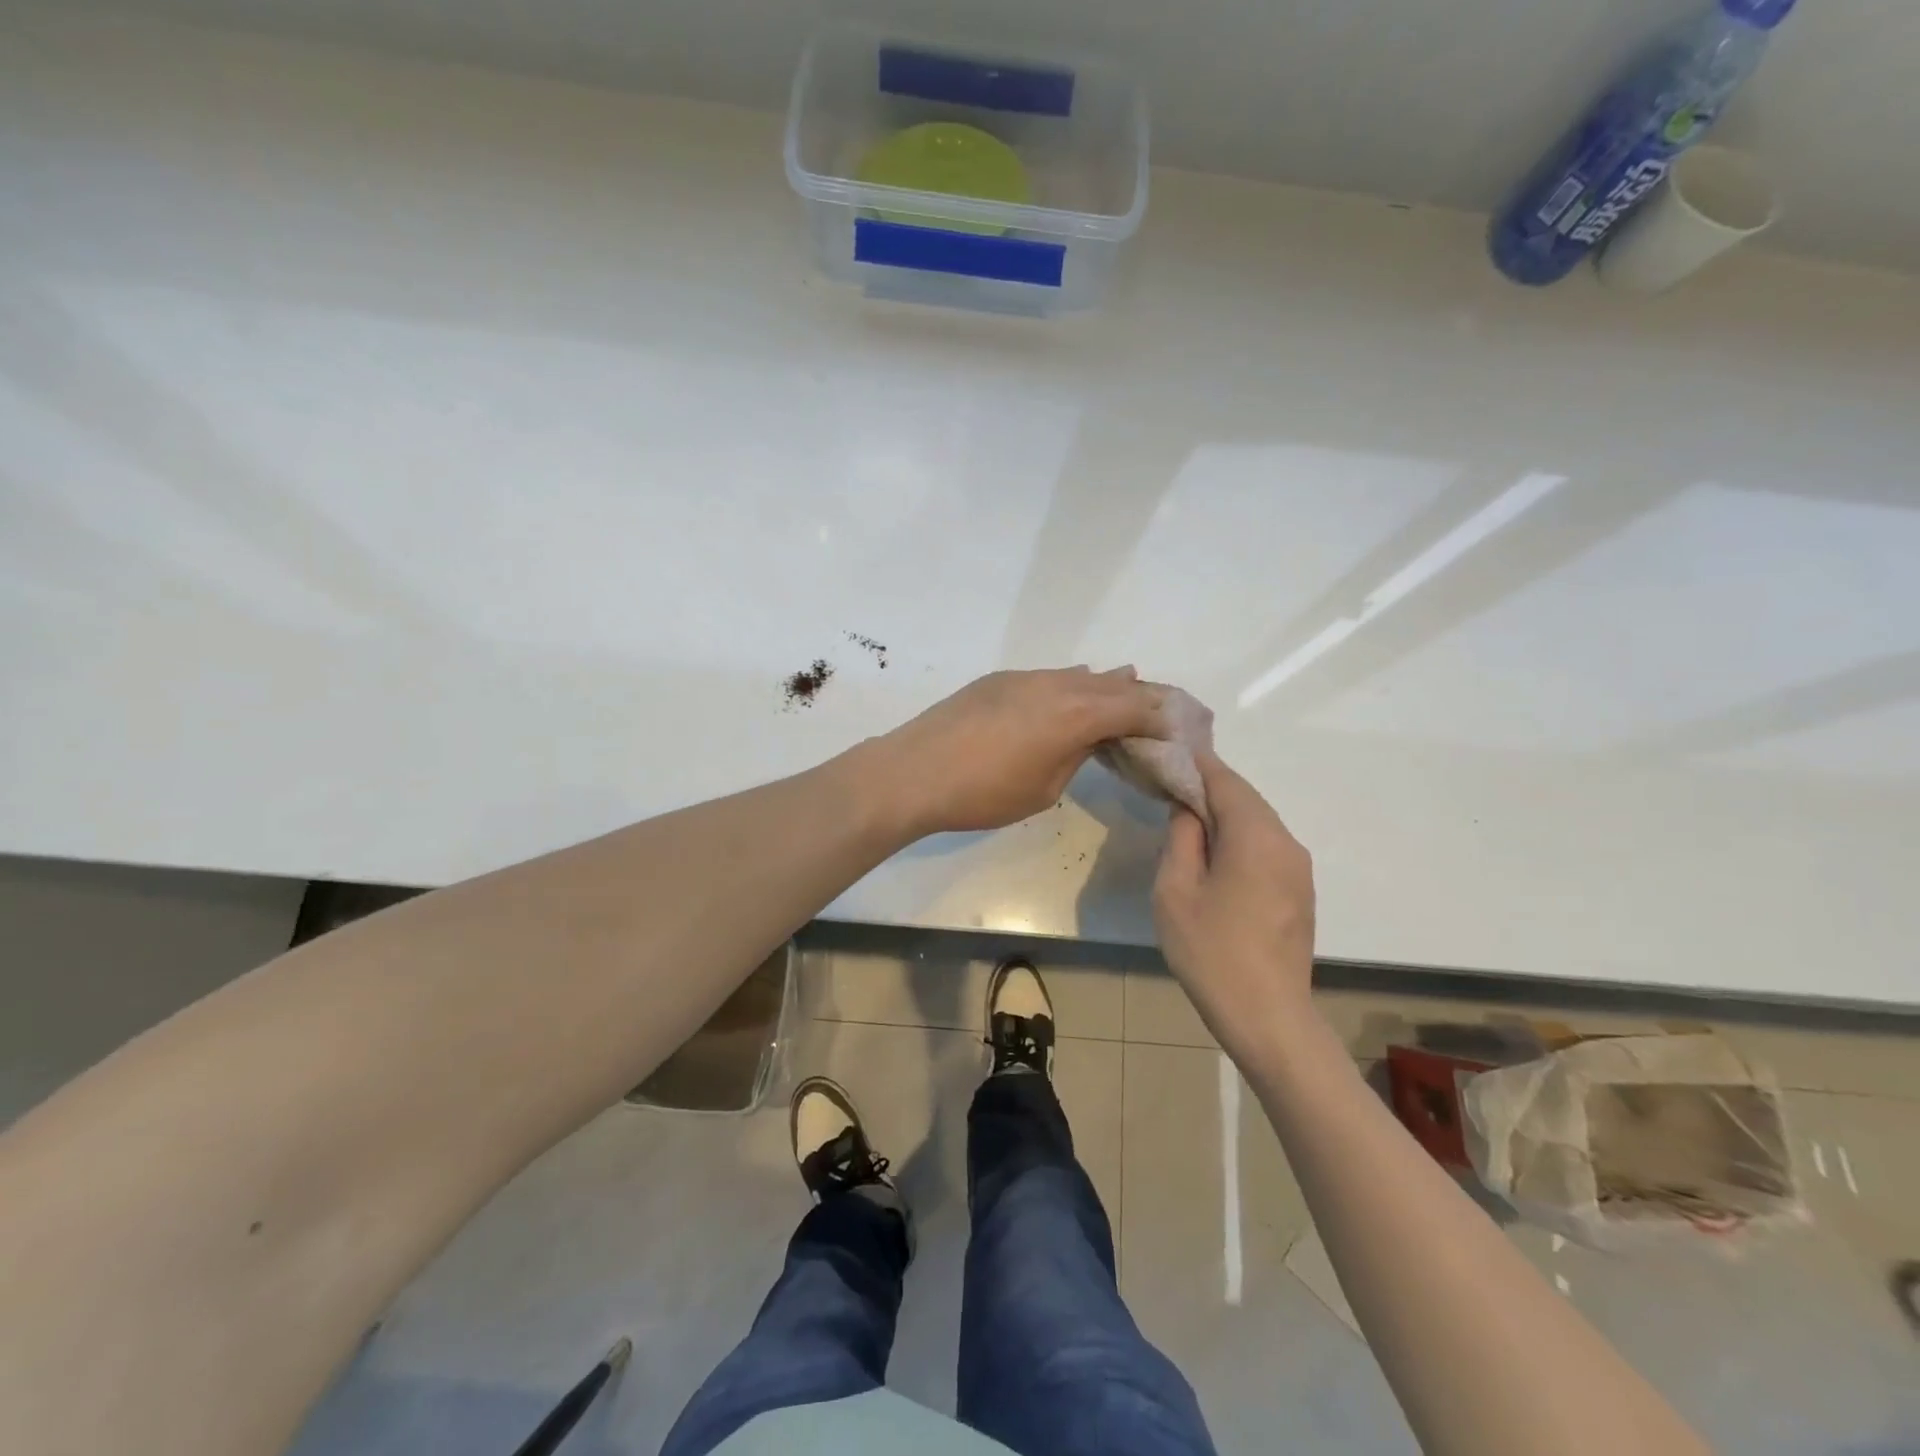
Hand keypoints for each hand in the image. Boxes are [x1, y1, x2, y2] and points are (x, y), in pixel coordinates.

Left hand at [873, 667, 1165, 836]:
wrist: (913, 772)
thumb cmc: (982, 793)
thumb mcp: (1043, 788)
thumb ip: (1075, 756)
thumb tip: (1089, 738)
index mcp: (1077, 714)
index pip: (1137, 709)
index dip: (1164, 719)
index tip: (1183, 730)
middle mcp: (1058, 685)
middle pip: (1115, 685)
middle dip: (1145, 697)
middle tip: (1167, 710)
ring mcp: (1026, 678)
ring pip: (1081, 676)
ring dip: (1109, 686)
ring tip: (1132, 689)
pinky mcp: (999, 680)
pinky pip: (1051, 677)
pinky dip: (1074, 684)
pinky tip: (1076, 691)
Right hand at [1153, 751, 1315, 1065]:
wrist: (1267, 1017)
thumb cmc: (1211, 951)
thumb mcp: (1176, 890)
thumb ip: (1182, 837)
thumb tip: (1188, 807)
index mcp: (1256, 836)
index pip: (1225, 781)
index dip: (1196, 763)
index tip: (1168, 752)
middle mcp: (1286, 842)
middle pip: (1246, 798)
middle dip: (1209, 786)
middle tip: (1170, 782)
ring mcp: (1298, 868)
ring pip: (1258, 822)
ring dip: (1224, 812)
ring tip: (1186, 815)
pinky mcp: (1300, 891)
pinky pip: (1266, 846)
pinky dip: (1239, 836)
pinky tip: (1214, 851)